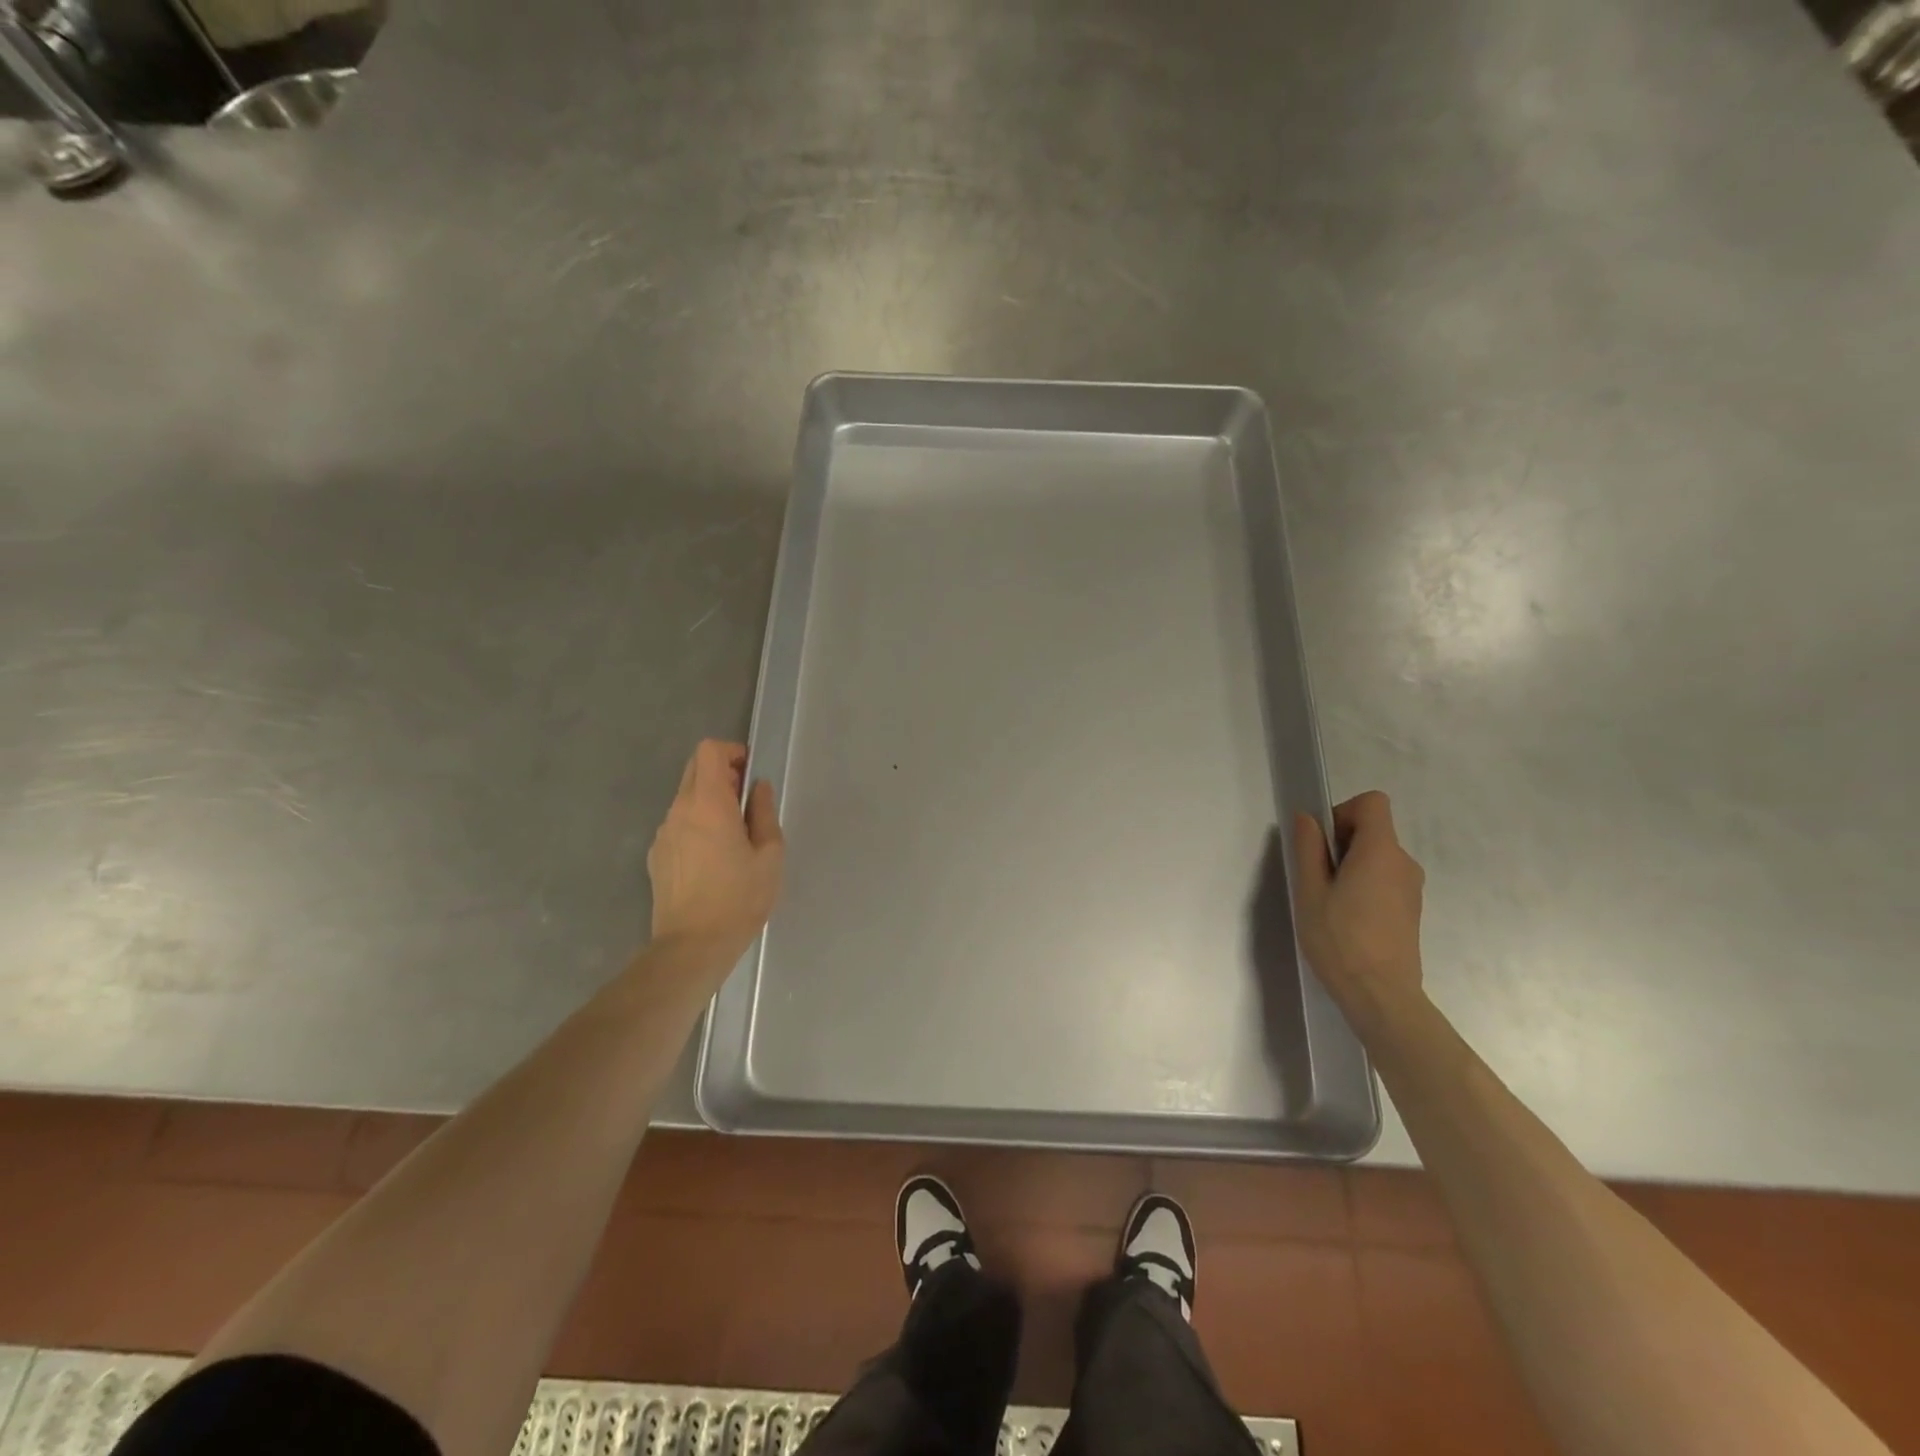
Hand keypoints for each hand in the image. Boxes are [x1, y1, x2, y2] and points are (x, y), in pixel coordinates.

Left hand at [647, 740, 784, 963]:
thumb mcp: (769, 854)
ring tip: (732, 838)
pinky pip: (678, 825)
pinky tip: (712, 860)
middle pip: (695, 770)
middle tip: (746, 804)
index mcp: (708, 803)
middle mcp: (679, 810)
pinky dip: (696, 825)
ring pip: (685, 799)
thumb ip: (763, 813)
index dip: (731, 752)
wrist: (692, 946)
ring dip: (709, 802)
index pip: (709, 751)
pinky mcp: (656, 855)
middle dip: (722, 775)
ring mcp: (663, 833)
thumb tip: (757, 788)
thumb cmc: (739, 898)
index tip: (750, 774)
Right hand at [1292, 792, 1425, 1023]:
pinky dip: (1365, 885)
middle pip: (1373, 830)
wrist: (1381, 996)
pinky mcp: (1411, 910)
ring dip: (1352, 867)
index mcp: (1381, 851)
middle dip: (1342, 842)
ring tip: (1330, 903)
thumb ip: (1308, 848)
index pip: (1372, 803)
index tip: (1323, 843)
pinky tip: (1347, 919)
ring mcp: (1412, 888)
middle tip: (1318, 878)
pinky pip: (1385, 879)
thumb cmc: (1339, 939)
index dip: (1343, 812)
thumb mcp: (1309, 891)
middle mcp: (1404, 863)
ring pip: (1377, 856)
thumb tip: (1308, 818)